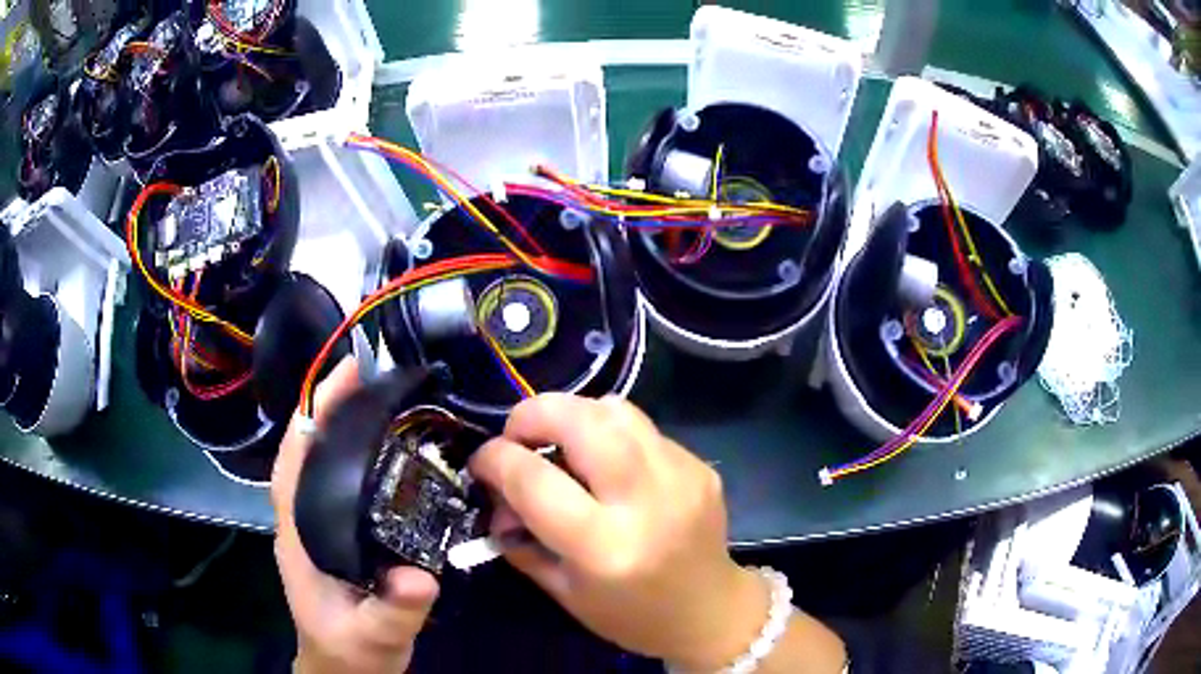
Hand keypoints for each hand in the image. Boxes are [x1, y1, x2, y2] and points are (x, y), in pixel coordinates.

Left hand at [272, 357, 438, 673]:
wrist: (346, 671)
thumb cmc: (351, 653)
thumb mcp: (375, 637)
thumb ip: (394, 611)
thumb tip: (419, 576)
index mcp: (299, 535)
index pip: (293, 461)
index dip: (313, 416)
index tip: (346, 377)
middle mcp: (304, 520)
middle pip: (308, 449)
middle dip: (332, 407)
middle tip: (375, 373)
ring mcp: (320, 527)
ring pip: (324, 463)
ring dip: (345, 425)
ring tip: (385, 397)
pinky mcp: (340, 535)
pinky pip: (344, 483)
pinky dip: (360, 456)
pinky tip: (392, 450)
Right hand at [469, 394, 769, 670]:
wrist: (710, 612)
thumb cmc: (630, 616)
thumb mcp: (563, 591)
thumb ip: (520, 539)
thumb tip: (495, 494)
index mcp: (604, 548)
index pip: (534, 479)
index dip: (495, 459)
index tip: (481, 461)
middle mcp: (646, 502)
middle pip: (581, 421)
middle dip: (533, 414)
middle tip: (517, 435)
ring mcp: (681, 476)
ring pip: (615, 410)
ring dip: (573, 415)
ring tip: (560, 443)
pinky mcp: (699, 466)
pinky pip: (643, 428)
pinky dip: (610, 434)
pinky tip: (606, 465)